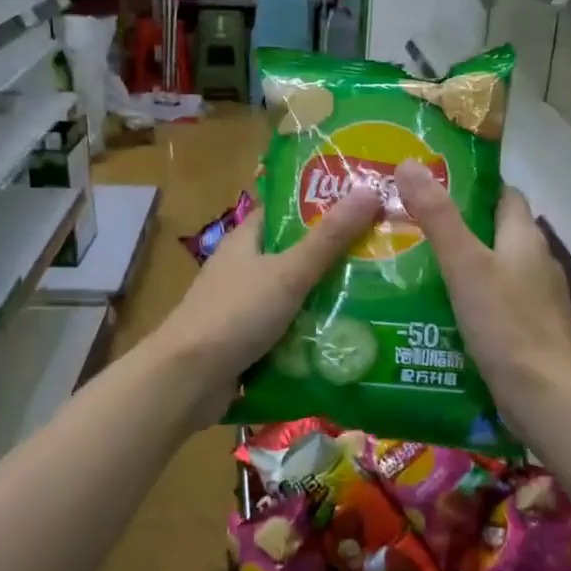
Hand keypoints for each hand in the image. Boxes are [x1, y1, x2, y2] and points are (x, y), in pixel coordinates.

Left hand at [150, 184, 383, 410]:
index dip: (323, 206)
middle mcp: (243, 269)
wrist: (187, 379)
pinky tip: (348, 339)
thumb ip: (329, 239)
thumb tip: (369, 191)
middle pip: (295, 256)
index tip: (365, 206)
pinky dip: (311, 334)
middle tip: (383, 257)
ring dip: (327, 300)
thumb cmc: (235, 314)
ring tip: (379, 298)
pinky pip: (288, 332)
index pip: (287, 212)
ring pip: (294, 297)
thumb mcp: (288, 272)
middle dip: (335, 258)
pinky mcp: (248, 342)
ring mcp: (244, 308)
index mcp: (246, 240)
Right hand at [394, 160, 570, 434]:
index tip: (431, 187)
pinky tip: (439, 315)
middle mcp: (536, 263)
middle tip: (410, 230)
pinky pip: (495, 305)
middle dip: (458, 229)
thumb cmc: (506, 324)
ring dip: (462, 268)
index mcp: (524, 238)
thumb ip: (438, 216)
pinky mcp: (529, 333)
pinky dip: (471, 302)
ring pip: (495, 271)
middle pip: (495, 233)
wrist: (546, 397)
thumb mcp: (465, 265)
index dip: (471, 187)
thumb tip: (409, 164)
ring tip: (414, 271)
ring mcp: (536, 300)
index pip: (503, 195)